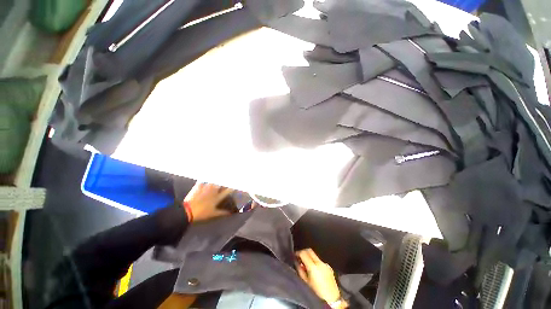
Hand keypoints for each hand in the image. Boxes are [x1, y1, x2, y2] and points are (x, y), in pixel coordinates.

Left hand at [183, 183, 233, 221]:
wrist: (188, 210)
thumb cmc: (202, 213)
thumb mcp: (213, 214)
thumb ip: (222, 212)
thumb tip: (230, 213)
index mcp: (217, 197)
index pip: (227, 191)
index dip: (232, 188)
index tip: (234, 187)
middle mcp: (213, 190)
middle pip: (221, 184)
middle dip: (224, 182)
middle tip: (225, 182)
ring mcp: (206, 187)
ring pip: (213, 181)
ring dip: (216, 181)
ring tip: (217, 180)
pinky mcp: (198, 186)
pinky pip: (203, 181)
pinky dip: (204, 181)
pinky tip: (205, 181)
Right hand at [296, 249, 346, 307]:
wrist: (332, 300)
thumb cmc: (317, 293)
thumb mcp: (306, 282)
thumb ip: (300, 270)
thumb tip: (296, 262)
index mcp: (313, 267)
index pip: (304, 253)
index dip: (298, 252)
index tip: (295, 255)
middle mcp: (320, 263)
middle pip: (310, 251)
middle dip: (304, 252)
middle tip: (299, 257)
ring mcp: (326, 264)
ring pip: (315, 256)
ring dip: (310, 257)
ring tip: (306, 265)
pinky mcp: (329, 267)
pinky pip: (320, 261)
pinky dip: (316, 263)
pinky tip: (315, 270)